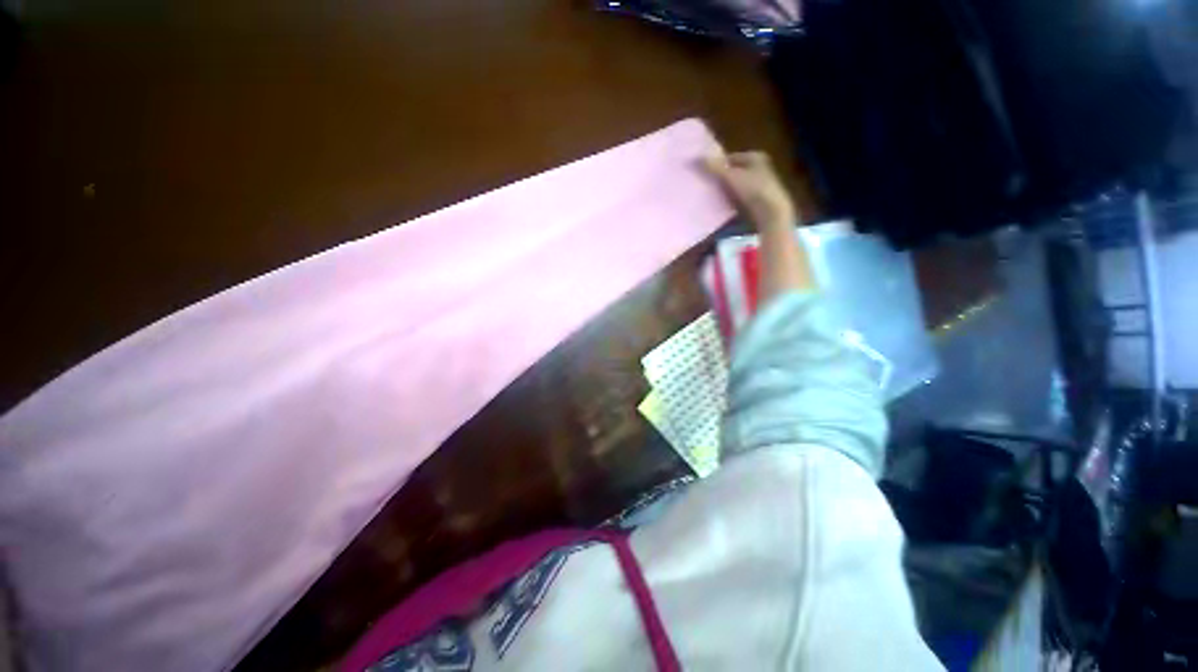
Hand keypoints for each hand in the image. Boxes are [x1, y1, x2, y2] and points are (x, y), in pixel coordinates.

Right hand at [703, 151, 794, 229]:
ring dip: (723, 191)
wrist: (771, 212)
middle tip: (703, 185)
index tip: (703, 172)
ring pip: (734, 186)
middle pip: (732, 172)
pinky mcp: (756, 201)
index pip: (730, 158)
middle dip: (719, 178)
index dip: (716, 164)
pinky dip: (729, 201)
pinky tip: (719, 206)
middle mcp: (758, 168)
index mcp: (755, 157)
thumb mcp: (731, 176)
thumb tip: (694, 158)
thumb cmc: (753, 188)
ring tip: (708, 196)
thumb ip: (713, 167)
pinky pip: (737, 198)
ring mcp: (758, 186)